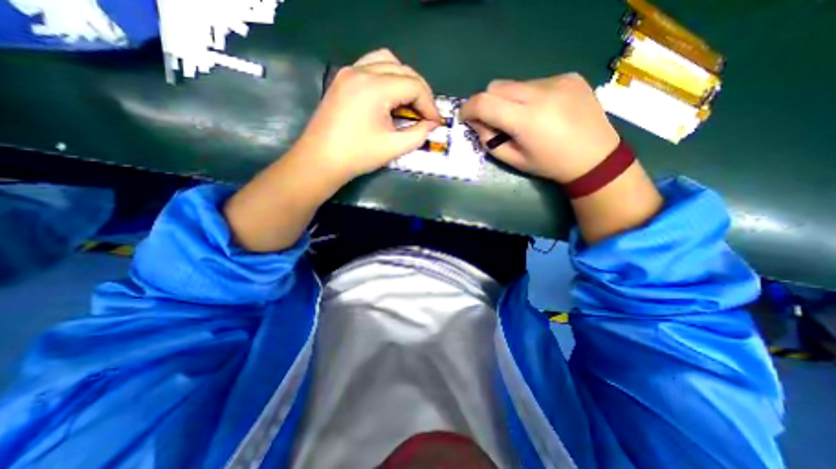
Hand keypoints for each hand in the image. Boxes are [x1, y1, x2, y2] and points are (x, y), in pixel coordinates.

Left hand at [297, 47, 446, 182]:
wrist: (320, 160)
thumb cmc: (357, 156)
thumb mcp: (393, 147)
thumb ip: (418, 134)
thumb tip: (431, 125)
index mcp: (375, 88)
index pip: (413, 85)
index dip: (430, 104)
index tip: (436, 122)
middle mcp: (361, 71)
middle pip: (403, 69)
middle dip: (420, 91)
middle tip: (427, 114)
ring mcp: (349, 72)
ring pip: (387, 61)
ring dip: (404, 79)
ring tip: (411, 102)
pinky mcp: (343, 79)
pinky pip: (371, 66)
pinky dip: (387, 77)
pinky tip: (390, 97)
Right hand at [460, 73, 623, 182]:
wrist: (595, 157)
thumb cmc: (550, 165)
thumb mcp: (514, 160)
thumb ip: (489, 141)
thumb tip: (475, 123)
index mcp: (526, 120)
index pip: (484, 103)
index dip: (468, 108)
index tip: (464, 117)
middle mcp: (541, 93)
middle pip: (497, 86)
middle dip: (487, 103)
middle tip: (492, 120)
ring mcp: (558, 80)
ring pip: (515, 84)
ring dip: (508, 99)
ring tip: (522, 118)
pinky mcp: (569, 76)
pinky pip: (534, 82)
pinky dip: (528, 96)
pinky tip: (542, 111)